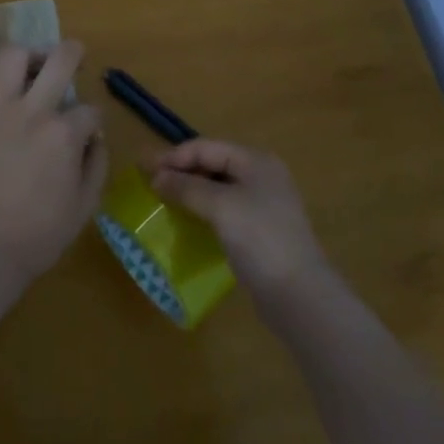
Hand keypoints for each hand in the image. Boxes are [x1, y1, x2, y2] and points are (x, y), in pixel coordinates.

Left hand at [0, 36, 107, 286]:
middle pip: (60, 60)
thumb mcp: (84, 207)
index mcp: (65, 134)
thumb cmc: (38, 235)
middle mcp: (34, 111)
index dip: (92, 120)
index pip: (89, 110)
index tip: (86, 134)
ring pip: (13, 57)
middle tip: (73, 57)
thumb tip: (95, 135)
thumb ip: (96, 164)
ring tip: (32, 60)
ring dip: (28, 51)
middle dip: (72, 53)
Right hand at [150, 139, 328, 308]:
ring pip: (218, 188)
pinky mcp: (260, 231)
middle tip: (150, 182)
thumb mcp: (221, 206)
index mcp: (256, 161)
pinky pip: (224, 210)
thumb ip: (187, 188)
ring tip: (163, 200)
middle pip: (213, 164)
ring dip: (190, 191)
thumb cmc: (260, 239)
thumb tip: (157, 178)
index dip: (175, 156)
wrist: (299, 295)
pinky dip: (203, 210)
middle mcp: (262, 176)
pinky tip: (187, 221)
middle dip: (181, 171)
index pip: (207, 147)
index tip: (144, 168)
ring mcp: (263, 205)